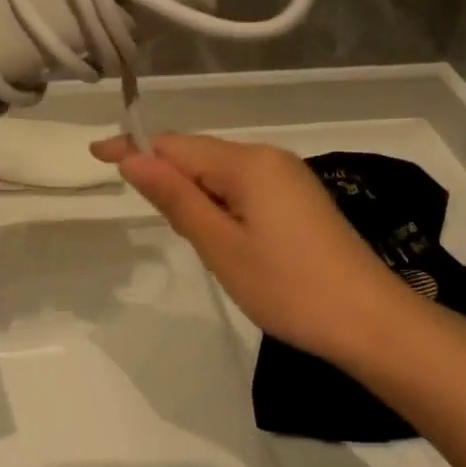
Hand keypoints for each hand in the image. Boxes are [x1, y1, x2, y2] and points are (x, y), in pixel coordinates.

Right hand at [91, 134, 405, 365]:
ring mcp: (289, 179)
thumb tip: (134, 159)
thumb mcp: (220, 246)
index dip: (133, 147)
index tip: (95, 152)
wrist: (370, 322)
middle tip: (134, 201)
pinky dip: (218, 202)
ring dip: (191, 191)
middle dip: (163, 171)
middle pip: (199, 154)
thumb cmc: (287, 287)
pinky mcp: (300, 202)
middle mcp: (269, 158)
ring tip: (177, 227)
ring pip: (221, 173)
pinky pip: (244, 188)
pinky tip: (216, 232)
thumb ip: (176, 199)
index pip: (175, 145)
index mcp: (248, 163)